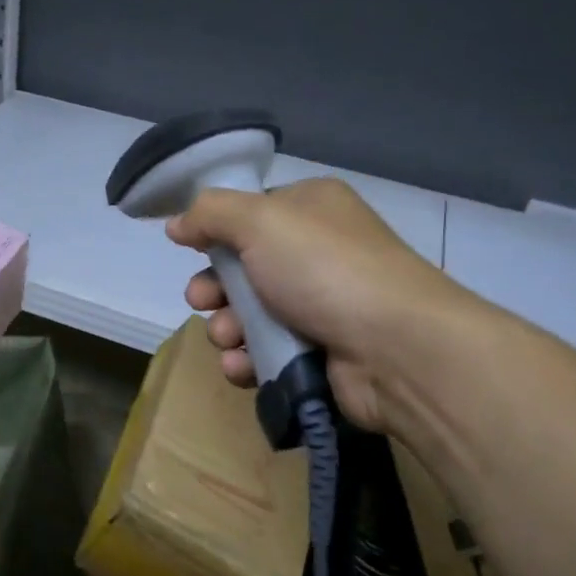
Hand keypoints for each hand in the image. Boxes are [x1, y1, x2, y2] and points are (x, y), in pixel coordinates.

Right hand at [165, 178, 470, 431]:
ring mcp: (323, 305)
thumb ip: (210, 214)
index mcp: (311, 208)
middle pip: (243, 267)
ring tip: (227, 338)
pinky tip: (242, 366)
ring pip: (250, 314)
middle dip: (213, 288)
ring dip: (225, 327)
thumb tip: (177, 223)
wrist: (398, 348)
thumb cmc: (325, 269)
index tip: (191, 249)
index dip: (217, 233)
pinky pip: (268, 352)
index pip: (250, 214)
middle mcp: (318, 251)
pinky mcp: (323, 353)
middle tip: (201, 301)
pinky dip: (248, 359)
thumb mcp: (259, 221)